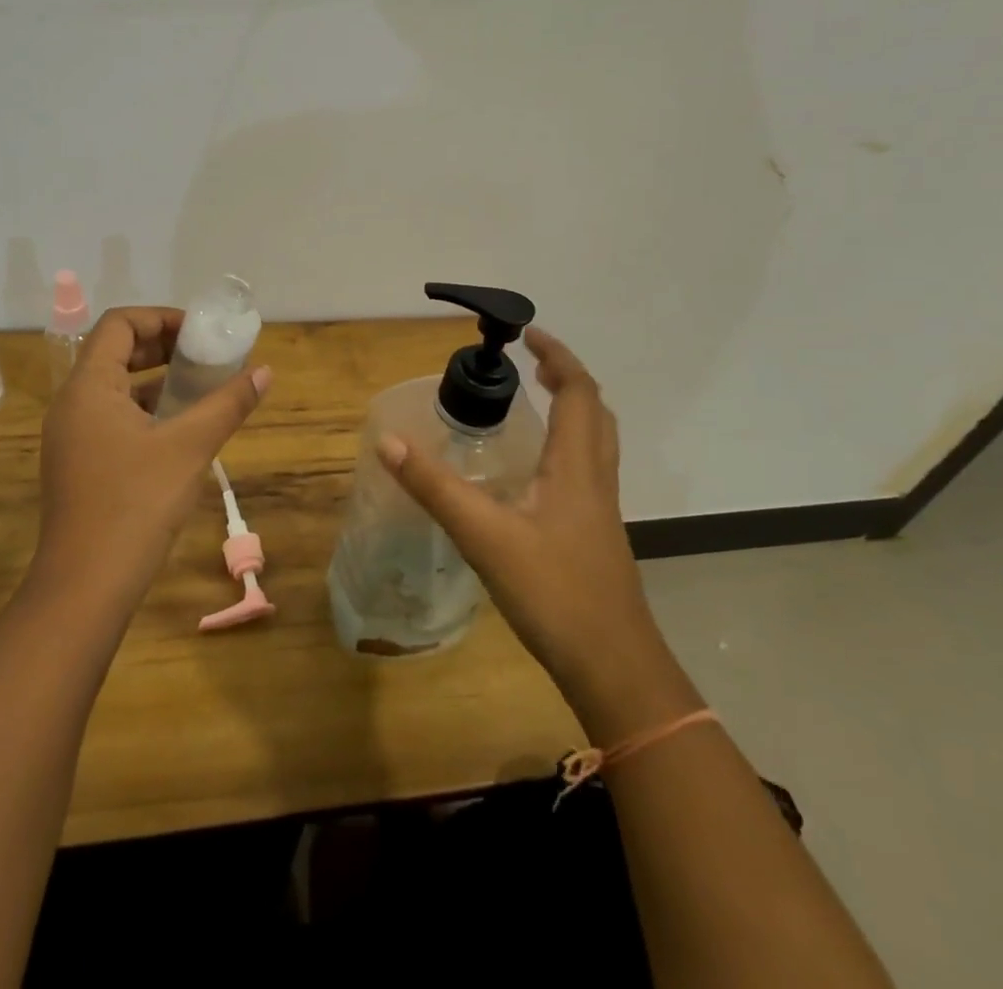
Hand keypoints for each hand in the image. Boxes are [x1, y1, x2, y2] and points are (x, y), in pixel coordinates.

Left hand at [33, 307, 270, 614]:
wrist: (86, 586)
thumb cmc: (136, 504)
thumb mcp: (189, 447)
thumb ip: (227, 404)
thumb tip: (265, 372)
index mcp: (88, 387)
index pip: (119, 324)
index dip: (161, 318)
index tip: (200, 332)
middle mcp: (72, 404)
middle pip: (114, 352)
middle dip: (162, 347)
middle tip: (205, 355)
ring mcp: (71, 437)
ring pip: (114, 388)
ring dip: (156, 380)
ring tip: (200, 387)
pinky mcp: (79, 464)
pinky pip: (112, 418)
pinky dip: (145, 410)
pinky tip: (180, 429)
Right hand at [376, 327, 697, 741]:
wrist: (613, 666)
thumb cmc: (554, 593)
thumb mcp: (484, 536)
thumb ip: (435, 488)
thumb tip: (388, 442)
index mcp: (576, 466)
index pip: (578, 392)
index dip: (558, 357)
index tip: (528, 334)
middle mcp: (596, 479)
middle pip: (595, 412)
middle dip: (566, 378)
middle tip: (531, 364)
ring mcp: (601, 509)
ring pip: (597, 442)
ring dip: (573, 410)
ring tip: (537, 401)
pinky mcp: (596, 535)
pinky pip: (588, 469)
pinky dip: (569, 445)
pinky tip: (536, 472)